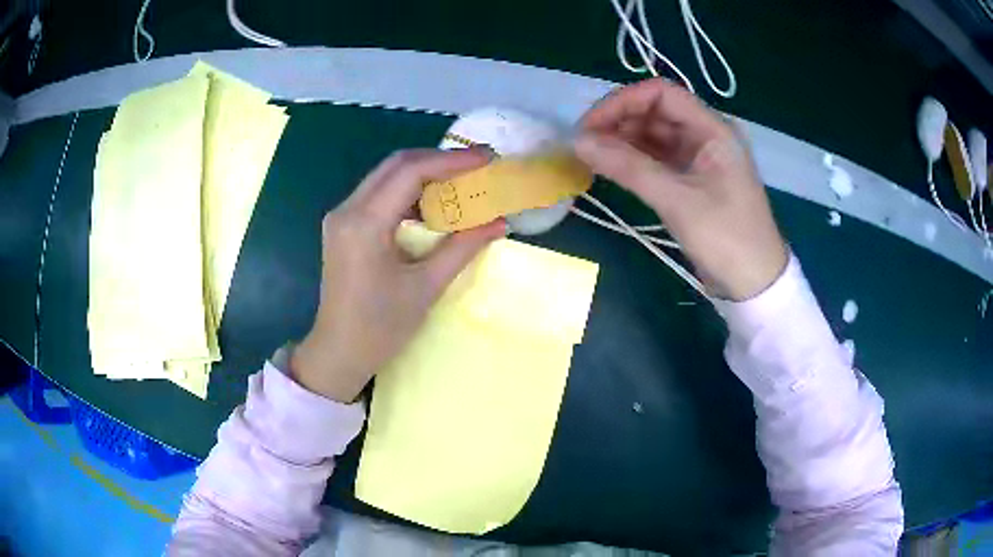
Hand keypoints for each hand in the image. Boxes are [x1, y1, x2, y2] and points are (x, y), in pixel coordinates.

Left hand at [291, 149, 505, 402]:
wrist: (339, 351)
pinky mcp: (343, 225)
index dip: (451, 160)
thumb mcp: (426, 287)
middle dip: (439, 160)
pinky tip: (433, 203)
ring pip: (386, 176)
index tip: (486, 158)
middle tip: (477, 165)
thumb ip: (463, 247)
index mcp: (364, 224)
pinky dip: (408, 191)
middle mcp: (347, 209)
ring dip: (424, 174)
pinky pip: (379, 194)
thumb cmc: (380, 328)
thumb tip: (499, 222)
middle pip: (396, 165)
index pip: (410, 172)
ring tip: (461, 181)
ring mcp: (341, 216)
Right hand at [574, 78, 787, 300]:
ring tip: (591, 156)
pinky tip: (611, 167)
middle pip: (655, 112)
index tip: (589, 126)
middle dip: (618, 121)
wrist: (755, 284)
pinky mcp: (692, 180)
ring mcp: (699, 158)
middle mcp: (705, 135)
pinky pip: (658, 158)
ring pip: (654, 135)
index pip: (661, 94)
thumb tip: (579, 142)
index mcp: (712, 129)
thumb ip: (629, 167)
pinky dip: (634, 160)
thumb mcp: (677, 201)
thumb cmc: (726, 238)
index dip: (622, 102)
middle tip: (584, 145)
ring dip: (622, 141)